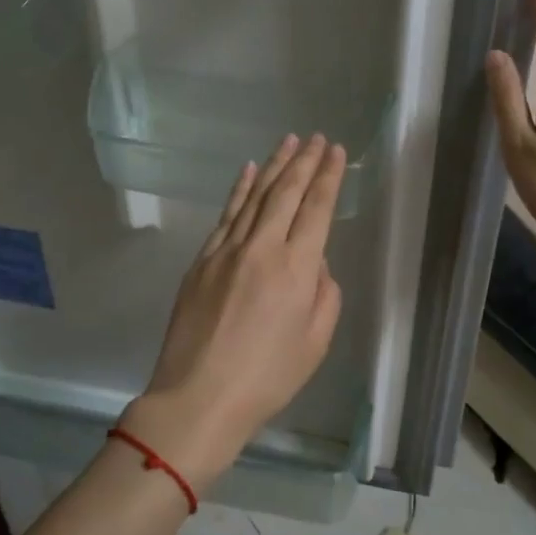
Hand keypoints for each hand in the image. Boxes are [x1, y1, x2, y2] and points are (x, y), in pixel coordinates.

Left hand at [122, 133, 346, 491]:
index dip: (328, 177)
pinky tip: (248, 172)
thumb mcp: (315, 343)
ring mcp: (225, 251)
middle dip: (304, 161)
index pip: (316, 209)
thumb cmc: (266, 378)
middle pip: (285, 193)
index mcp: (296, 269)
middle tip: (318, 138)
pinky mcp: (201, 261)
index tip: (337, 152)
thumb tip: (315, 263)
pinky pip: (225, 215)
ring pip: (254, 197)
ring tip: (289, 141)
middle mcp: (261, 249)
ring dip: (274, 166)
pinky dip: (239, 190)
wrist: (198, 396)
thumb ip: (325, 295)